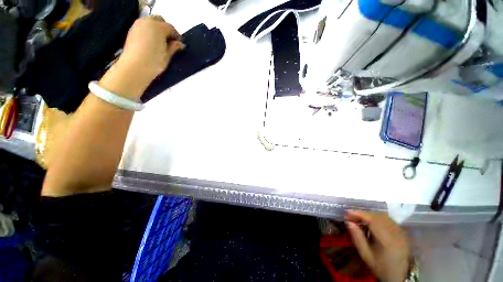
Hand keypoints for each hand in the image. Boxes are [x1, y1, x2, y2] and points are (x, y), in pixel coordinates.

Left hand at [100, 15, 183, 98]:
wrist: (134, 67)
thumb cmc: (154, 62)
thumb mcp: (167, 55)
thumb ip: (174, 47)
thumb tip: (180, 44)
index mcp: (158, 27)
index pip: (170, 27)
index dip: (176, 35)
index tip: (180, 44)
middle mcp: (147, 22)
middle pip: (159, 20)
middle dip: (166, 28)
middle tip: (170, 41)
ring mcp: (137, 26)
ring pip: (150, 22)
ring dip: (157, 29)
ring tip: (161, 42)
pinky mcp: (131, 31)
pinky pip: (143, 27)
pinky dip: (149, 32)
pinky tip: (152, 43)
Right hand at [345, 211, 410, 281]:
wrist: (401, 276)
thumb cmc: (381, 267)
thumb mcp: (366, 255)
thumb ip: (357, 237)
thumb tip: (348, 222)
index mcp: (387, 240)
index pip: (372, 220)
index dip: (358, 214)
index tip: (347, 213)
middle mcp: (396, 233)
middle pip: (377, 216)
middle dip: (363, 214)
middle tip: (351, 216)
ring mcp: (402, 232)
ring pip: (383, 216)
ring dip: (370, 215)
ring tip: (360, 219)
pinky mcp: (403, 232)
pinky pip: (389, 220)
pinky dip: (378, 218)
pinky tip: (372, 223)